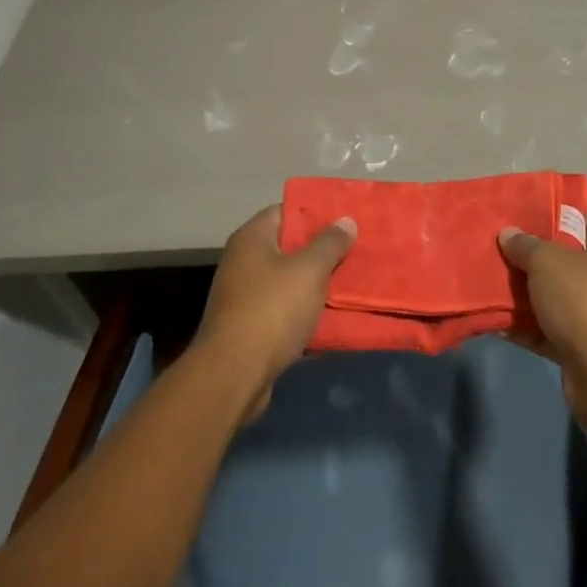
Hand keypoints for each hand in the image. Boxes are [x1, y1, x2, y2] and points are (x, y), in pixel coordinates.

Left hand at [193, 206, 356, 419]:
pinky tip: (330, 319)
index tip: (344, 220)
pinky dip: (303, 314)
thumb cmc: (272, 309)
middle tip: (353, 251)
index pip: (285, 211)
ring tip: (349, 284)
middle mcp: (243, 261)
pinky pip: (283, 312)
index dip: (315, 214)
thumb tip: (346, 220)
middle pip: (287, 247)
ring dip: (314, 285)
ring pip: (287, 282)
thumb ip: (330, 243)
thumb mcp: (309, 270)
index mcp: (252, 237)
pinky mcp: (248, 329)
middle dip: (320, 251)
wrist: (233, 375)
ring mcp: (243, 297)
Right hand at [498, 217, 586, 418]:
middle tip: (500, 252)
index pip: (584, 224)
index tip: (520, 222)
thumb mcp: (547, 260)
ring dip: (526, 296)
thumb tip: (508, 234)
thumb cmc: (584, 299)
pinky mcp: (586, 350)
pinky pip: (551, 330)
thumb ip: (525, 245)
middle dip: (532, 261)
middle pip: (567, 263)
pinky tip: (497, 320)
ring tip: (491, 283)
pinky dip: (528, 327)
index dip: (551, 221)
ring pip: (556, 299)